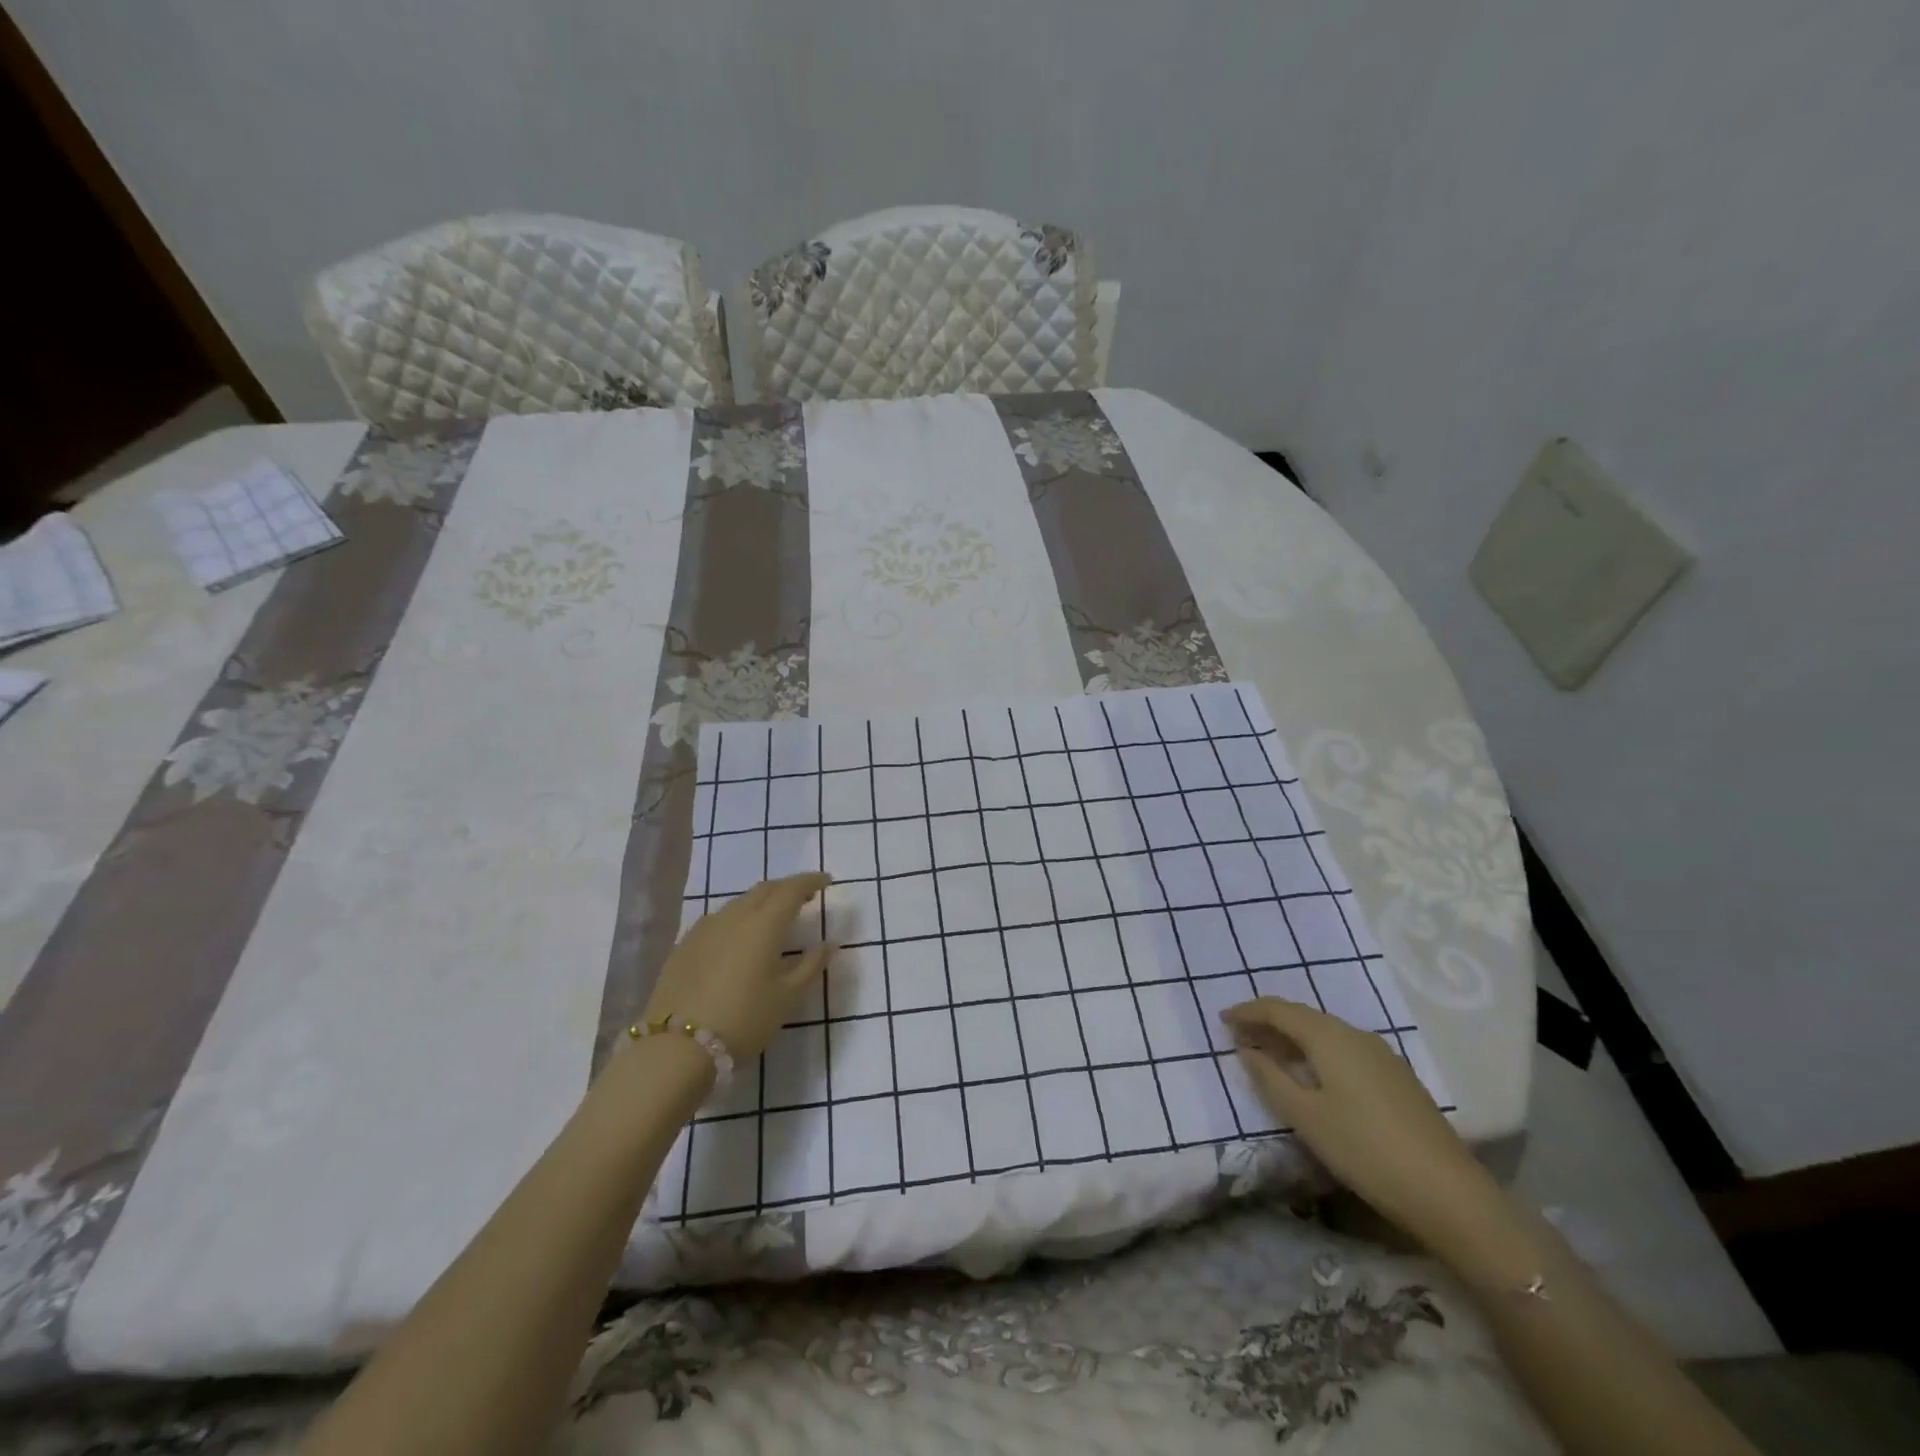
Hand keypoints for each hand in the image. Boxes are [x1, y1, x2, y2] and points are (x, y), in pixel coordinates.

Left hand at [643, 874, 833, 1062]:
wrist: (676, 1048)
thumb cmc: (744, 1020)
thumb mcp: (787, 997)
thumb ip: (811, 965)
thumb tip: (829, 944)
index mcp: (764, 924)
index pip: (791, 889)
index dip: (810, 881)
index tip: (826, 881)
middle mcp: (734, 916)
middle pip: (764, 889)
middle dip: (787, 888)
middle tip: (804, 898)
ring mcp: (705, 928)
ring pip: (739, 903)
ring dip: (761, 902)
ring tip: (773, 918)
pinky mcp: (684, 945)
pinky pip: (718, 920)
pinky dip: (737, 919)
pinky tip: (738, 938)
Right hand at [1222, 997, 1498, 1250]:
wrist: (1450, 1194)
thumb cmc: (1365, 1150)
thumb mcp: (1306, 1117)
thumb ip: (1270, 1078)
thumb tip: (1246, 1050)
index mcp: (1329, 1037)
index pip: (1278, 1010)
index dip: (1248, 1012)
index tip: (1222, 1019)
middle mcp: (1355, 1034)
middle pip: (1303, 1016)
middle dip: (1269, 1022)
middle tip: (1240, 1036)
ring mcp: (1381, 1055)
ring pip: (1325, 1033)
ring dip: (1294, 1038)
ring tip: (1269, 1054)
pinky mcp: (1396, 1077)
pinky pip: (1344, 1049)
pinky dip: (1317, 1052)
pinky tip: (1312, 1075)